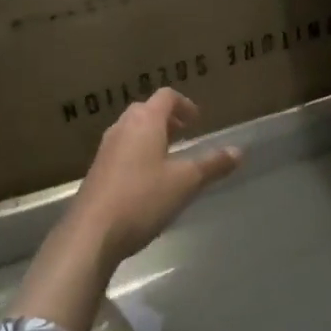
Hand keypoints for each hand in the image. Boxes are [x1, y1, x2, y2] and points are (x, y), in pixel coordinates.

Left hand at [67, 88, 241, 262]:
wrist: (91, 233)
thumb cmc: (143, 199)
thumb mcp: (186, 182)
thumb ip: (213, 164)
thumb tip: (239, 151)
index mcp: (145, 122)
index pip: (166, 96)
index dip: (184, 104)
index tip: (197, 121)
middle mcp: (122, 128)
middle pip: (146, 110)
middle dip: (167, 119)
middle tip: (184, 135)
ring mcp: (105, 149)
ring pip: (131, 129)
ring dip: (150, 135)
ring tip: (168, 157)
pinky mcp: (97, 170)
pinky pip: (121, 149)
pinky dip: (137, 152)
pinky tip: (146, 180)